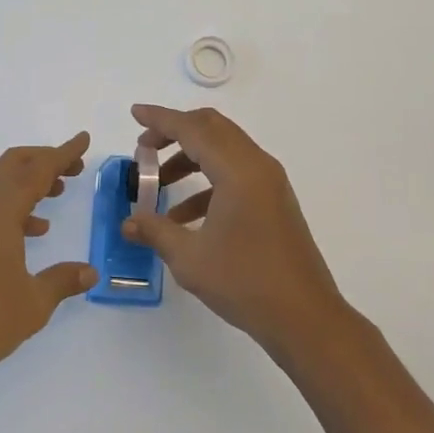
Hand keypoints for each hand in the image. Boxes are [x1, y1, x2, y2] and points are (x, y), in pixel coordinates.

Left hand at [0, 132, 96, 384]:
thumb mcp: (34, 303)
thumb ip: (63, 281)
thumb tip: (91, 271)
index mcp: (1, 213)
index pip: (37, 171)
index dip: (62, 154)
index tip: (83, 140)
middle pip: (14, 164)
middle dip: (45, 159)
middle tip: (74, 167)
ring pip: (2, 182)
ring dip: (30, 179)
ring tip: (59, 190)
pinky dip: (18, 204)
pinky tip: (35, 230)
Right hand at [122, 105, 349, 357]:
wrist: (305, 318)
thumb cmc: (246, 283)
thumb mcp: (190, 259)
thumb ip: (155, 231)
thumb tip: (128, 222)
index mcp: (238, 170)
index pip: (192, 129)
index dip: (160, 119)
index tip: (134, 113)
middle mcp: (257, 165)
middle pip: (211, 128)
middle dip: (175, 132)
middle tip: (144, 148)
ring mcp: (269, 181)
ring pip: (223, 149)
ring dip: (189, 157)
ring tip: (158, 185)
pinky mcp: (274, 199)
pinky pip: (235, 172)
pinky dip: (207, 180)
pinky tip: (184, 215)